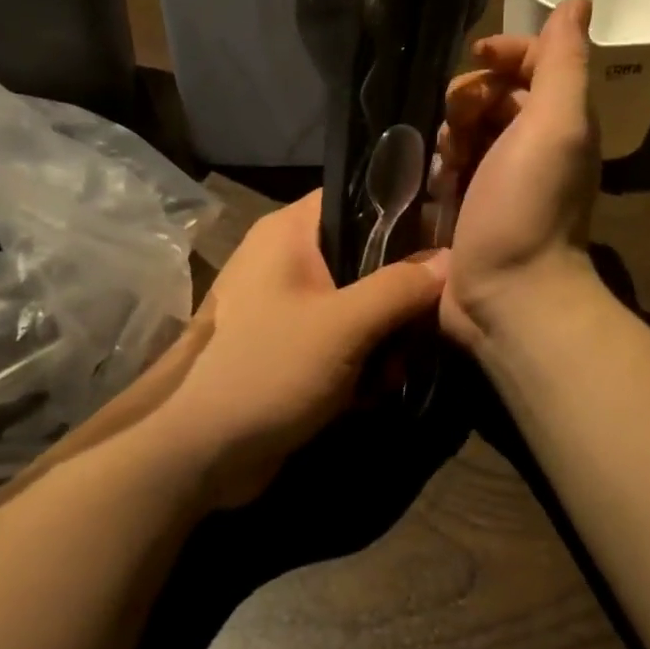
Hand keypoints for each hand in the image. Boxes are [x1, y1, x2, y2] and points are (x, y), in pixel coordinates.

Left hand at [148, 192, 447, 508]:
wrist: (199, 450)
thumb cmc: (270, 367)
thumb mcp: (346, 324)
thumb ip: (402, 287)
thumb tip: (450, 258)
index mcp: (289, 232)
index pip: (355, 198)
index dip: (401, 213)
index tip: (443, 241)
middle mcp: (284, 259)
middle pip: (362, 256)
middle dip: (396, 295)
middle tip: (423, 324)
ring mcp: (283, 305)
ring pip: (355, 302)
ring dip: (382, 336)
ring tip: (393, 370)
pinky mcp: (285, 346)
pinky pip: (337, 337)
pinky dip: (358, 360)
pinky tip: (371, 392)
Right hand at [437, 0, 600, 348]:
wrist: (509, 296)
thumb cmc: (530, 205)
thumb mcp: (557, 124)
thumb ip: (563, 62)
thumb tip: (578, 1)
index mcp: (558, 122)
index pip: (532, 64)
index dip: (506, 51)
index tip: (476, 56)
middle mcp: (530, 146)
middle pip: (492, 95)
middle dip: (470, 97)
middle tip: (459, 121)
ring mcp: (496, 179)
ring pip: (462, 129)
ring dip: (450, 132)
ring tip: (446, 159)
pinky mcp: (465, 207)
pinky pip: (445, 166)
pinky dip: (439, 166)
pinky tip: (432, 181)